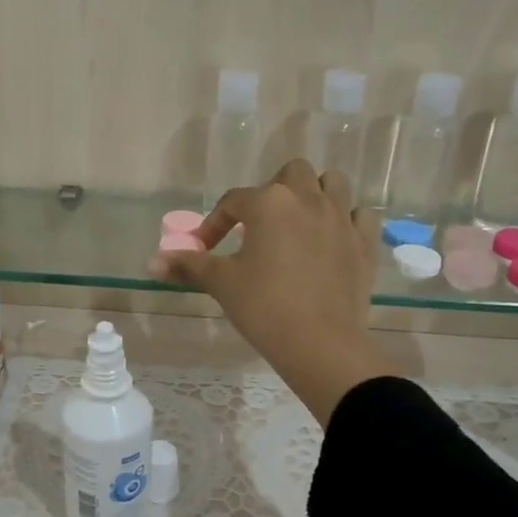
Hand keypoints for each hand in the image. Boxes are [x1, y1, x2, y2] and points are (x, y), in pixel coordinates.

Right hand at [149, 160, 392, 423]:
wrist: (319, 343)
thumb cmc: (263, 306)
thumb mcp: (221, 283)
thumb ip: (188, 266)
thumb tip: (151, 262)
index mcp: (269, 203)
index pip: (234, 201)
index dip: (215, 223)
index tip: (205, 249)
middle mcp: (308, 199)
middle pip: (292, 173)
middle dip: (274, 191)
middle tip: (261, 224)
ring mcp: (342, 218)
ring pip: (333, 183)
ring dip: (315, 194)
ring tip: (300, 221)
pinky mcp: (365, 243)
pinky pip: (361, 215)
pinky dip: (347, 221)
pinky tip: (334, 240)